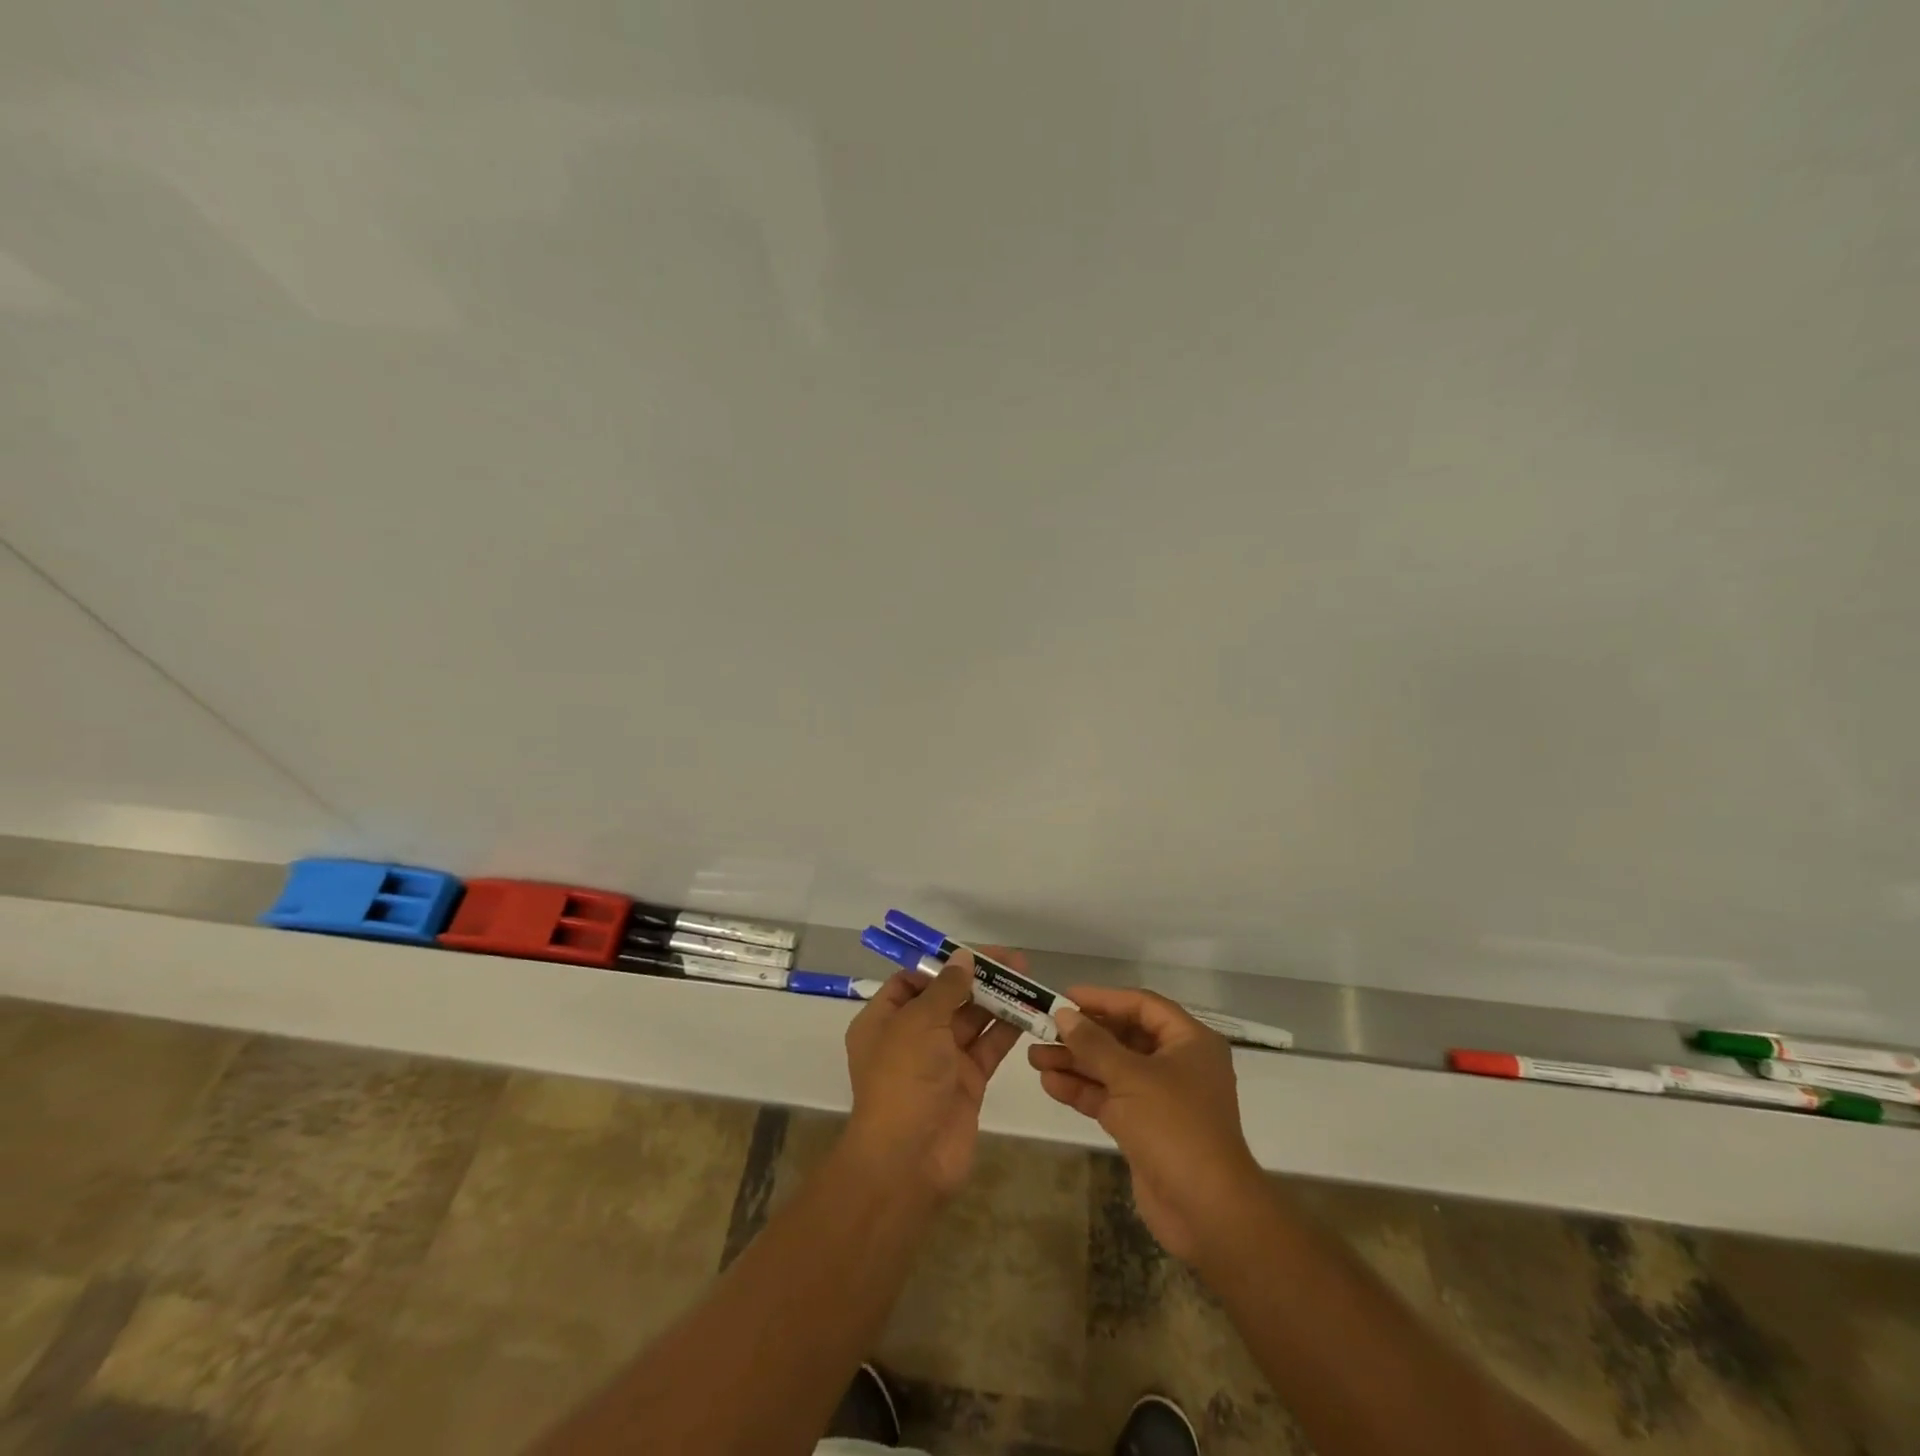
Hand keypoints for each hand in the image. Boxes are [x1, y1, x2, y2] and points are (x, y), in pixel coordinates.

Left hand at [842, 947, 1022, 1198]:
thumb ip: (946, 989)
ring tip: (1028, 979)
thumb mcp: (919, 1023)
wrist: (909, 1161)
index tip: (973, 953)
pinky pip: (988, 1047)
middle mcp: (911, 1037)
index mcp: (884, 1020)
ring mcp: (941, 1061)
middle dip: (977, 978)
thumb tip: (963, 959)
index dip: (942, 965)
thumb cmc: (903, 1080)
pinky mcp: (967, 1082)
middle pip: (947, 997)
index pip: (912, 981)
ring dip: (997, 1000)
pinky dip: (1006, 1030)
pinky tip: (1029, 1011)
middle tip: (1014, 961)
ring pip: (971, 1021)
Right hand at [1029, 987, 1262, 1261]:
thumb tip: (1064, 1013)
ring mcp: (1160, 1097)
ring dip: (1076, 1063)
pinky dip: (1082, 1090)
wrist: (1207, 1211)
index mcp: (1189, 1041)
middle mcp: (1177, 1063)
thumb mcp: (1131, 1077)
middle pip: (1123, 1037)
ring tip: (1035, 1057)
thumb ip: (1094, 1043)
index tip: (1065, 996)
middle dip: (1082, 1035)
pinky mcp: (1144, 1127)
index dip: (1103, 998)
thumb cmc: (1175, 1127)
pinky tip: (1050, 1083)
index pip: (1141, 1005)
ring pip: (1112, 1069)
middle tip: (1042, 1029)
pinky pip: (1110, 1098)